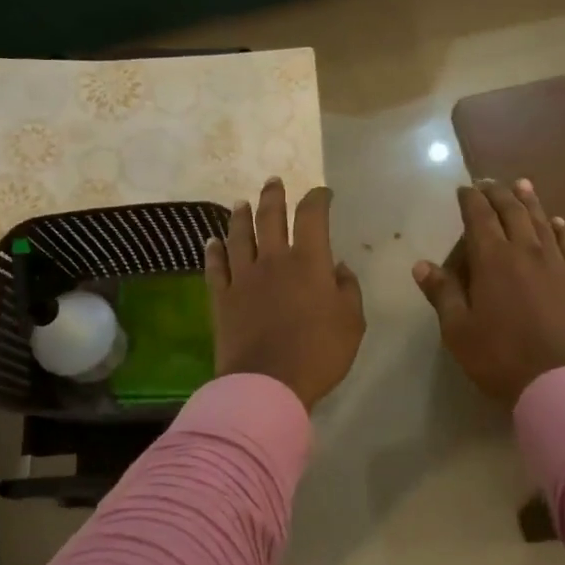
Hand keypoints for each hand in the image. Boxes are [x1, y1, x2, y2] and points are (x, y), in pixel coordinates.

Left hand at [205, 178, 365, 408]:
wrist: (268, 382)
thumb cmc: (319, 352)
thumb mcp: (352, 322)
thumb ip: (348, 290)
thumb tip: (339, 268)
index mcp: (309, 261)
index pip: (312, 216)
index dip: (318, 199)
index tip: (323, 193)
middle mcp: (273, 260)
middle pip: (270, 218)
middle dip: (273, 196)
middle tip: (273, 181)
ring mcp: (243, 277)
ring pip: (239, 237)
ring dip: (240, 217)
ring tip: (240, 203)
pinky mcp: (222, 298)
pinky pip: (216, 267)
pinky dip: (214, 252)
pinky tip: (212, 242)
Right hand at [414, 179, 564, 404]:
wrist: (564, 381)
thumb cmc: (502, 358)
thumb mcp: (459, 330)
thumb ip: (443, 294)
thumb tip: (422, 265)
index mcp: (493, 260)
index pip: (479, 217)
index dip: (470, 200)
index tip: (464, 189)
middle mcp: (526, 251)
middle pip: (512, 211)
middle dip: (498, 194)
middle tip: (489, 182)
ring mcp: (557, 263)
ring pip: (542, 221)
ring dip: (530, 201)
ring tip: (522, 185)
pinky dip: (561, 228)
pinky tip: (558, 222)